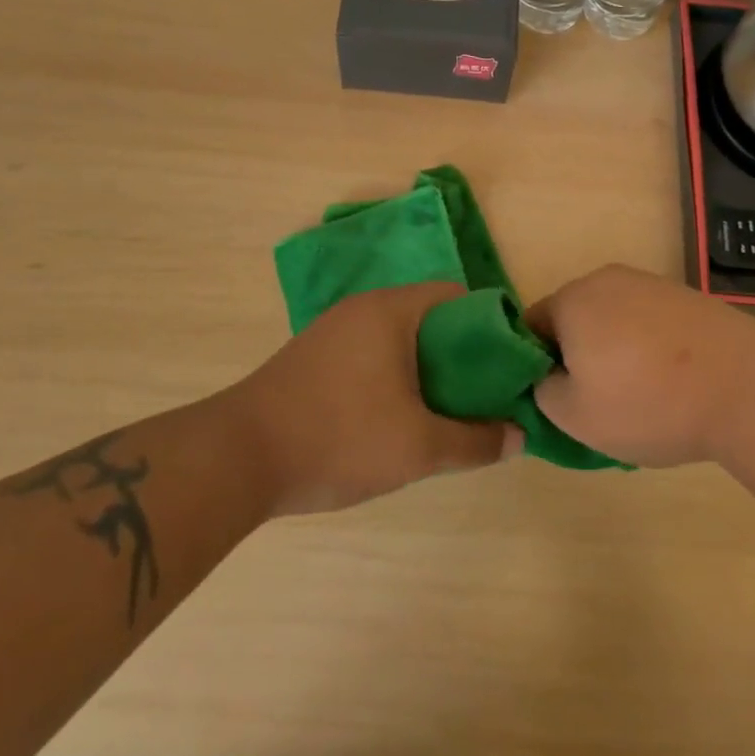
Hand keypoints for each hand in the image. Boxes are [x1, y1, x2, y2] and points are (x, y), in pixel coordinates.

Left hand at [233, 282, 519, 514]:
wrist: (236, 459)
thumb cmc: (338, 437)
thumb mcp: (418, 447)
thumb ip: (474, 441)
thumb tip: (518, 436)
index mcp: (391, 310)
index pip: (456, 297)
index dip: (488, 328)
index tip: (503, 368)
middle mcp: (362, 308)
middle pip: (428, 317)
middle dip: (458, 355)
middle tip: (478, 397)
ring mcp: (332, 331)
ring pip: (397, 339)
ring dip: (424, 369)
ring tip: (442, 412)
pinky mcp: (312, 358)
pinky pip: (369, 354)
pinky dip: (392, 376)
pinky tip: (394, 418)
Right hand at [528, 265, 754, 467]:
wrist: (744, 387)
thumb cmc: (648, 402)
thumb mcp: (576, 417)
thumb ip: (542, 393)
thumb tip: (547, 378)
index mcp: (572, 300)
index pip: (531, 326)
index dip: (536, 364)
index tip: (557, 398)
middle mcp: (606, 279)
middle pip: (574, 319)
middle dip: (577, 356)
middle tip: (596, 402)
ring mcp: (650, 284)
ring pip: (613, 320)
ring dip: (614, 351)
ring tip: (640, 396)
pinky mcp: (685, 296)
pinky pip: (649, 322)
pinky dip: (648, 348)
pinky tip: (671, 382)